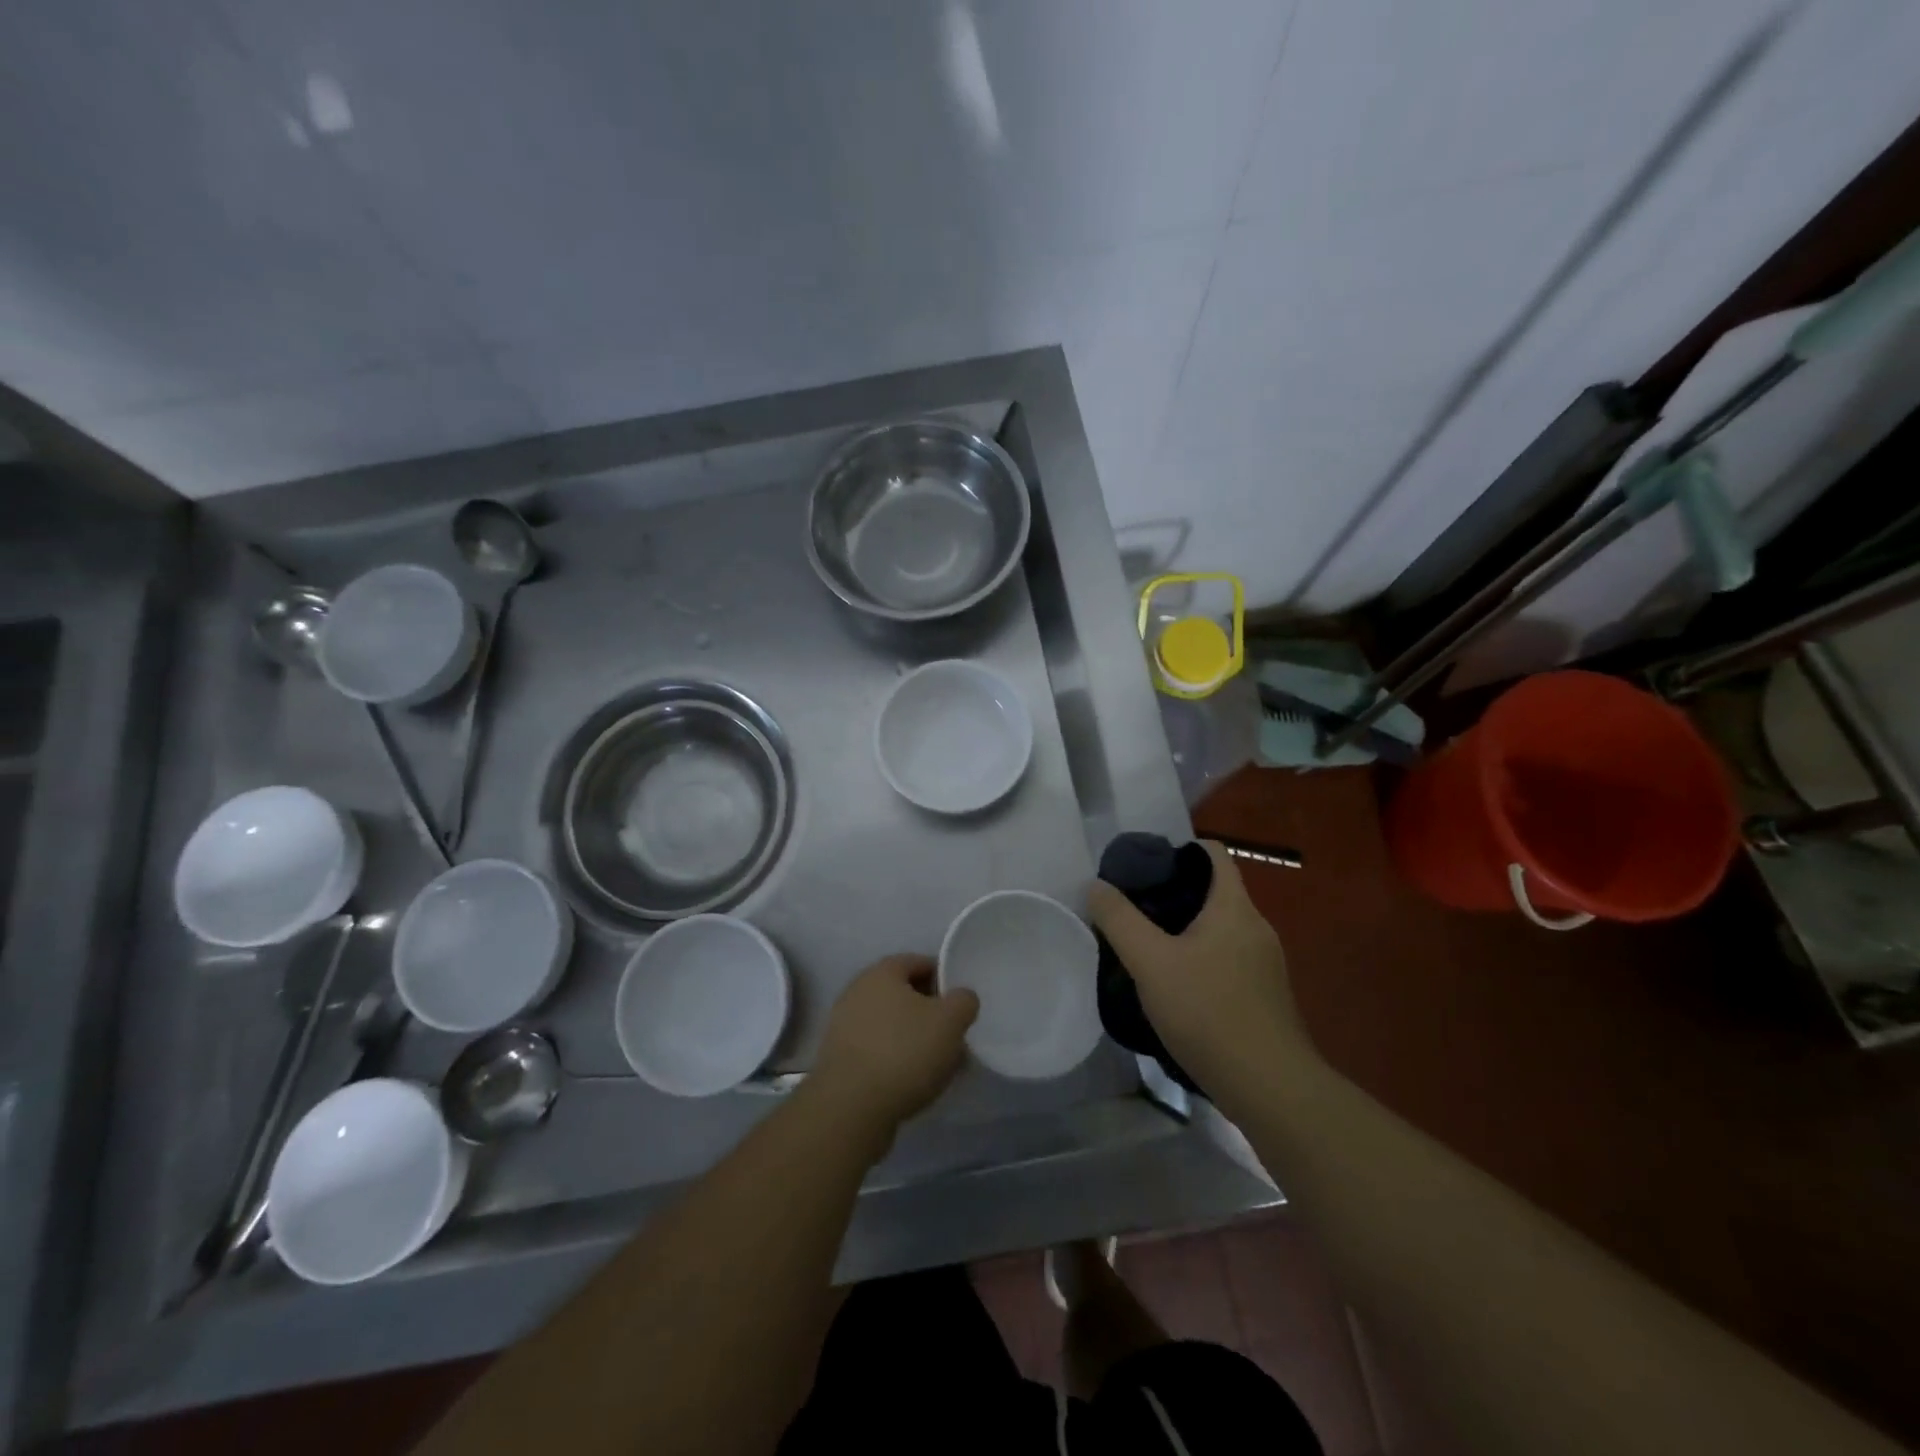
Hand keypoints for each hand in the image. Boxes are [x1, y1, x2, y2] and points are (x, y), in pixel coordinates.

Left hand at [813, 955, 978, 1134]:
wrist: (850, 1107)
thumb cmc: (904, 1051)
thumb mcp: (950, 1021)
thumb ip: (963, 1001)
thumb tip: (960, 999)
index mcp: (882, 972)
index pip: (919, 963)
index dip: (944, 979)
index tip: (961, 1004)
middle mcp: (857, 991)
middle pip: (904, 995)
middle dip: (930, 1013)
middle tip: (953, 1036)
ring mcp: (843, 1026)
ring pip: (891, 1025)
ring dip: (914, 1040)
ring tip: (939, 1066)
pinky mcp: (838, 1059)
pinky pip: (877, 1051)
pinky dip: (896, 1061)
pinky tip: (913, 1083)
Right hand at [1088, 841, 1308, 1100]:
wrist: (1270, 1088)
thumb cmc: (1208, 1012)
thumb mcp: (1150, 962)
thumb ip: (1119, 920)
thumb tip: (1097, 886)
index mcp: (1234, 907)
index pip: (1213, 853)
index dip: (1179, 849)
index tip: (1144, 866)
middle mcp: (1256, 927)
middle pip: (1215, 891)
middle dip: (1174, 892)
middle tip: (1134, 908)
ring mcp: (1266, 964)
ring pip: (1221, 929)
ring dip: (1186, 929)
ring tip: (1147, 947)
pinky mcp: (1265, 996)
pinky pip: (1228, 959)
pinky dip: (1201, 958)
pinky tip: (1176, 986)